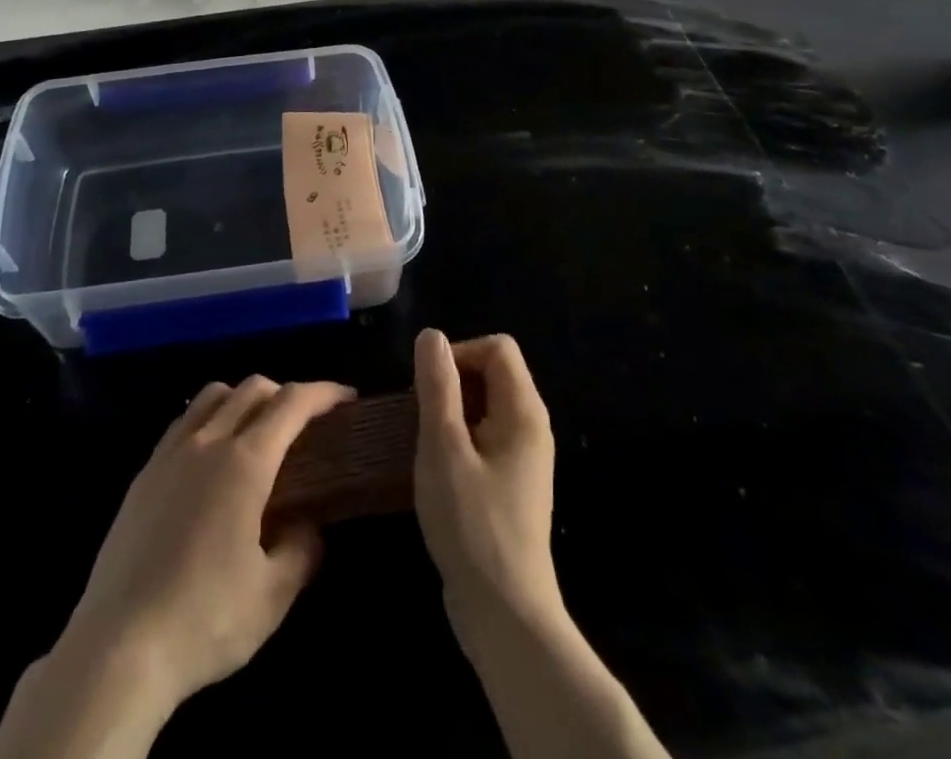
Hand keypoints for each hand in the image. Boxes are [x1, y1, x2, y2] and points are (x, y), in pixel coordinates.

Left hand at [56, 376, 353, 715]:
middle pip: (252, 388)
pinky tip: (211, 458)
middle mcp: (207, 442)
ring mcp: (169, 454)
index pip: (291, 403)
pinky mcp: (143, 474)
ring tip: (257, 431)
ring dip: (243, 398)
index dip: (323, 393)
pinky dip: (209, 418)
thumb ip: (300, 551)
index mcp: (244, 463)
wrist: (118, 646)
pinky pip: (183, 422)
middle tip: (306, 422)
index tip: (346, 398)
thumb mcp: (272, 597)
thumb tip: (309, 527)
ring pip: (212, 396)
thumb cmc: (204, 620)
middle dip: (286, 392)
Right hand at [413, 330, 560, 639]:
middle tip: (419, 415)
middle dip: (452, 382)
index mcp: (524, 411)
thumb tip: (432, 335)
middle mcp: (531, 427)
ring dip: (450, 412)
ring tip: (422, 440)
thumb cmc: (472, 524)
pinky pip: (485, 436)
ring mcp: (524, 458)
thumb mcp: (444, 447)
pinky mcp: (512, 484)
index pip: (497, 348)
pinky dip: (459, 438)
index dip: (459, 353)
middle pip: (493, 372)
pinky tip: (436, 467)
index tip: (427, 386)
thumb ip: (437, 386)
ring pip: (485, 406)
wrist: (505, 615)